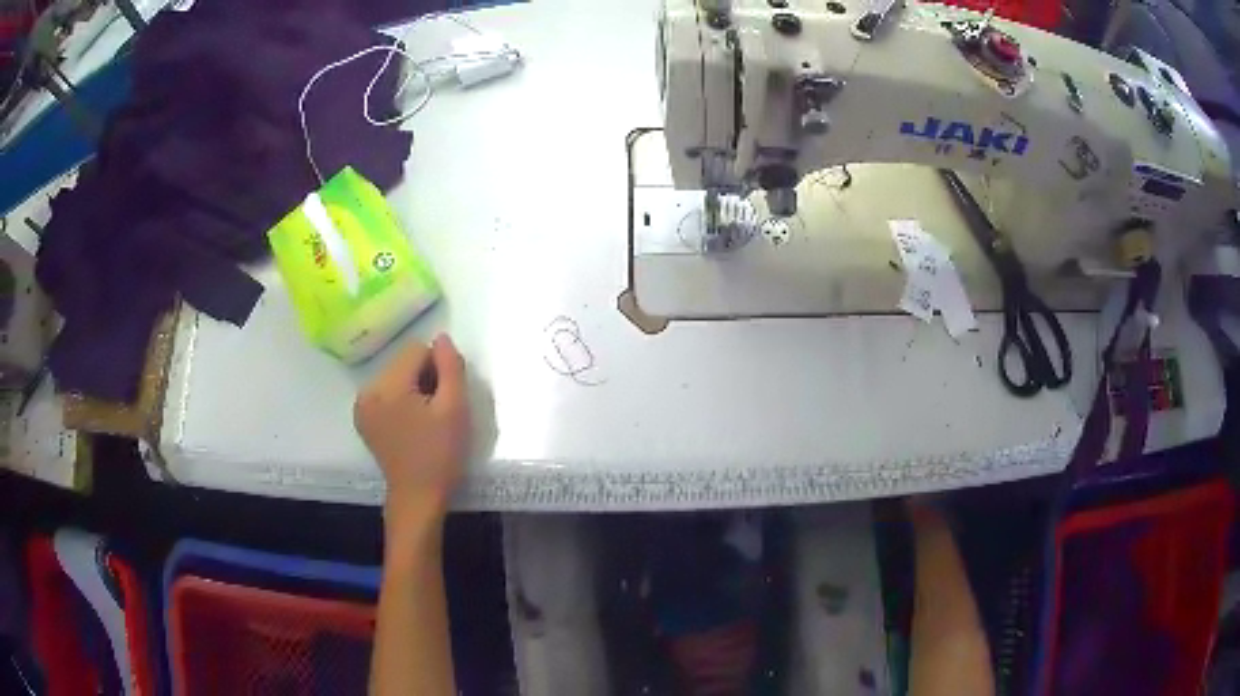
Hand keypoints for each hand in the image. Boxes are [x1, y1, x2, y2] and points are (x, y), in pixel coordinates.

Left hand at [355, 333, 470, 526]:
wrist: (418, 496)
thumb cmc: (440, 454)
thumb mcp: (455, 408)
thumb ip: (451, 366)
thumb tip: (441, 337)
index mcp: (388, 386)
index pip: (417, 349)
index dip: (438, 368)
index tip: (445, 397)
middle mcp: (368, 389)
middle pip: (403, 361)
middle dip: (424, 378)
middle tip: (437, 411)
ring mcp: (361, 404)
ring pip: (395, 375)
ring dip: (413, 388)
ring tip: (423, 419)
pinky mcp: (363, 417)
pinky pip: (385, 392)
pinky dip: (400, 400)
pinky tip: (409, 424)